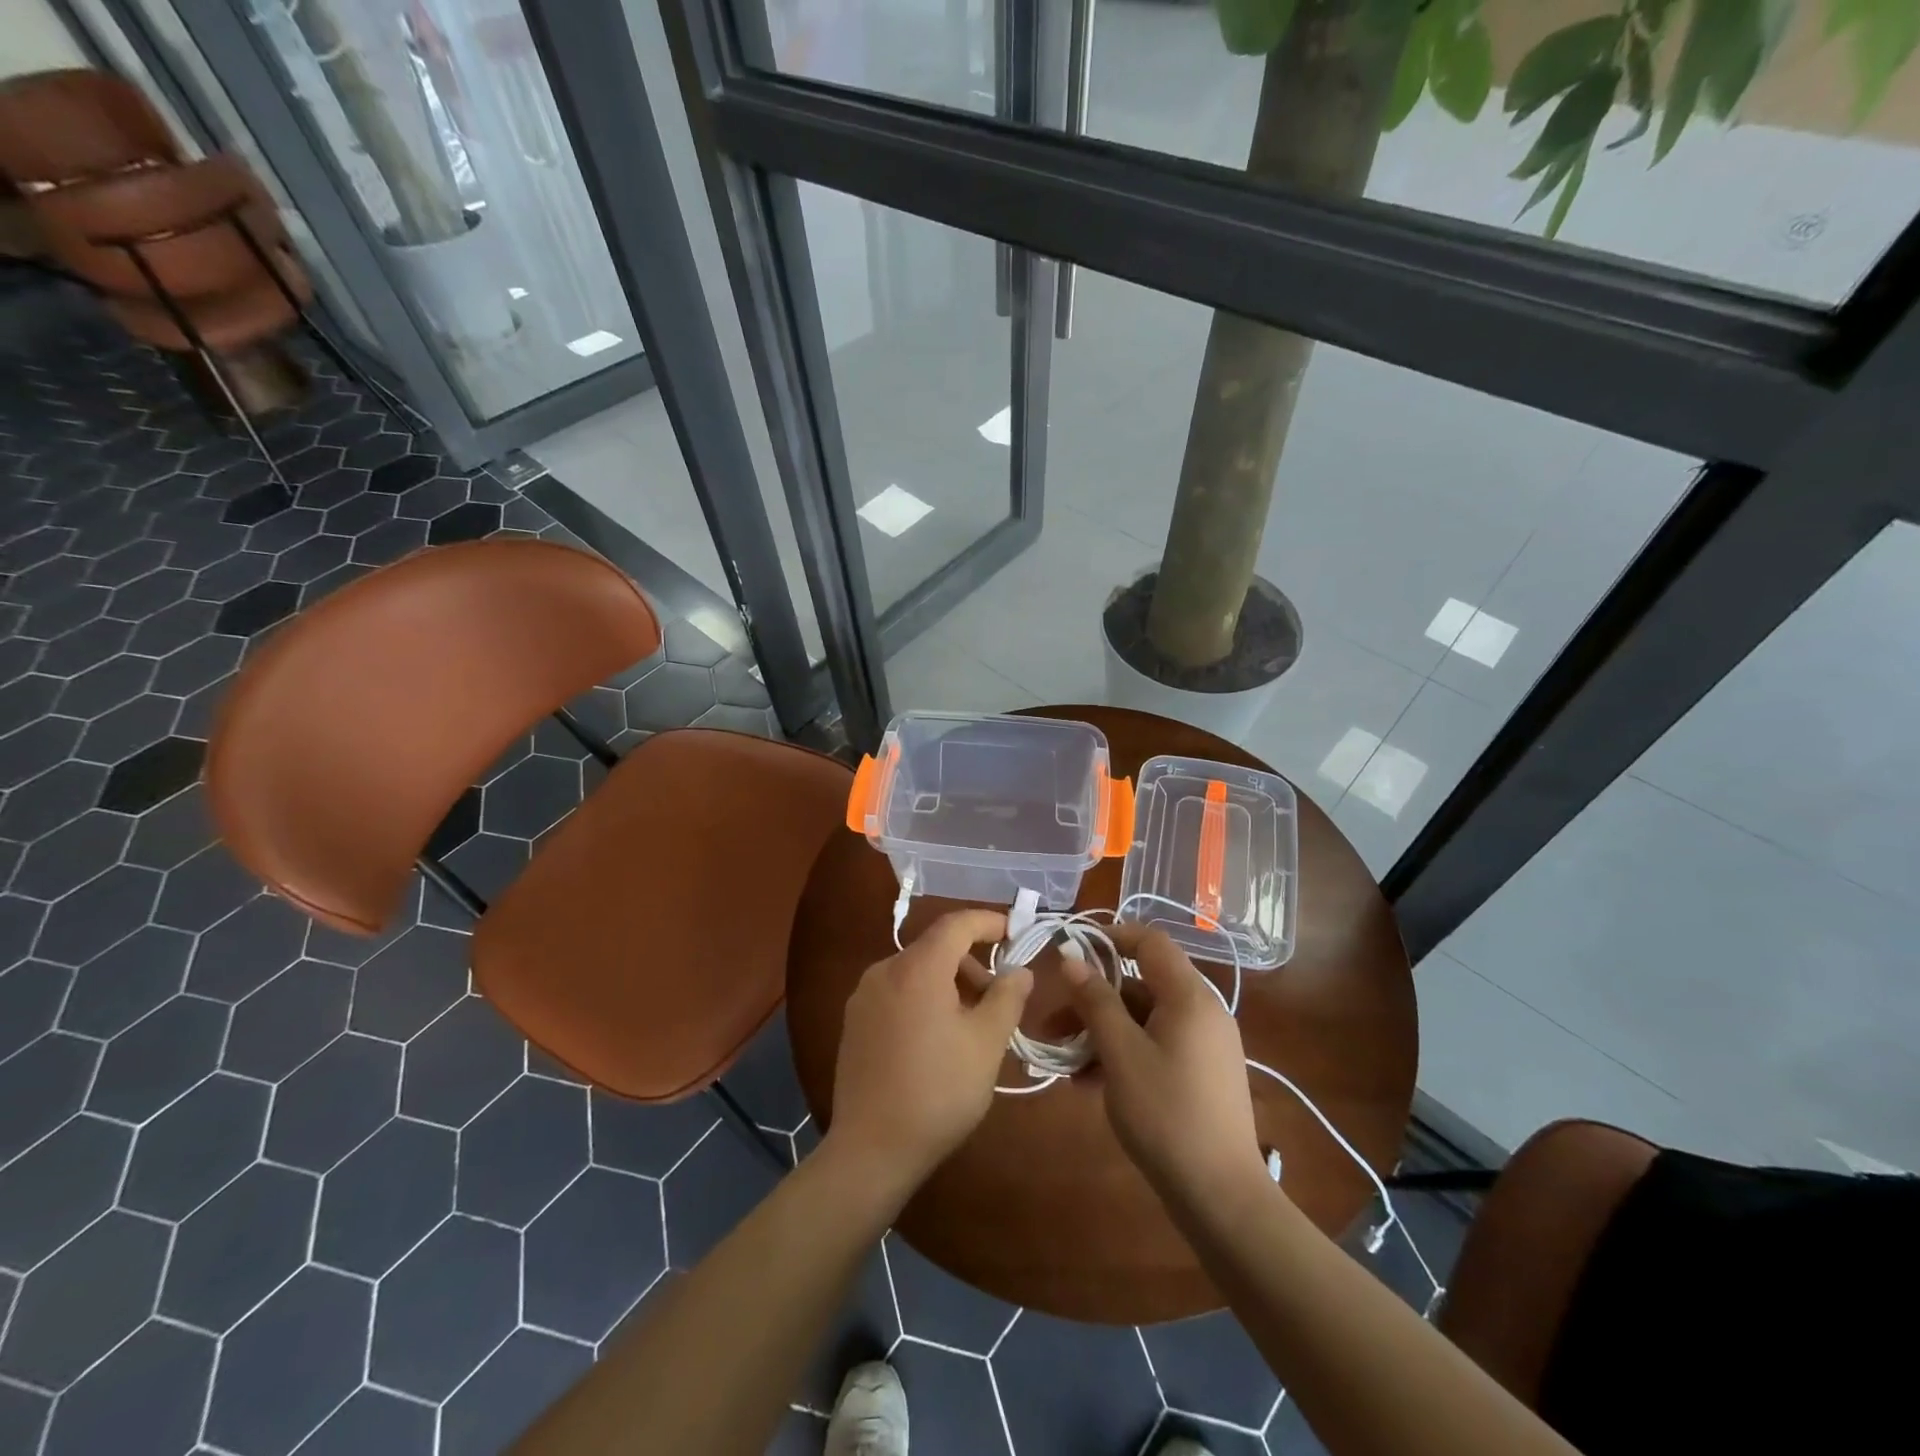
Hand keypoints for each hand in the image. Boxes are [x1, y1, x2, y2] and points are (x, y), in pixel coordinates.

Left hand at [826, 910, 1031, 1194]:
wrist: (871, 1149)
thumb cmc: (938, 1091)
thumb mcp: (986, 1043)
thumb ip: (1007, 997)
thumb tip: (1019, 970)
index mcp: (917, 968)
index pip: (957, 924)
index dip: (990, 922)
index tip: (1016, 931)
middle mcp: (884, 970)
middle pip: (936, 948)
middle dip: (972, 962)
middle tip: (999, 996)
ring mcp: (863, 996)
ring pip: (916, 971)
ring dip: (949, 983)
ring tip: (971, 1023)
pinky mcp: (854, 1022)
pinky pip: (897, 992)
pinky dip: (924, 998)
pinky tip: (937, 1038)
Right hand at [1059, 924, 1267, 1199]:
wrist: (1221, 1197)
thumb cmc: (1166, 1114)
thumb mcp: (1121, 1053)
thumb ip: (1096, 1002)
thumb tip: (1073, 959)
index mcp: (1189, 996)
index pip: (1150, 941)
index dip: (1110, 937)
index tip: (1070, 952)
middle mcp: (1201, 1011)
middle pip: (1139, 985)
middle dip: (1092, 1000)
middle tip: (1051, 1024)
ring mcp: (1203, 1044)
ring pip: (1143, 1019)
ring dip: (1101, 1031)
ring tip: (1063, 1063)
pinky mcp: (1200, 1073)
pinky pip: (1155, 1045)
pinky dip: (1122, 1053)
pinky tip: (1088, 1083)